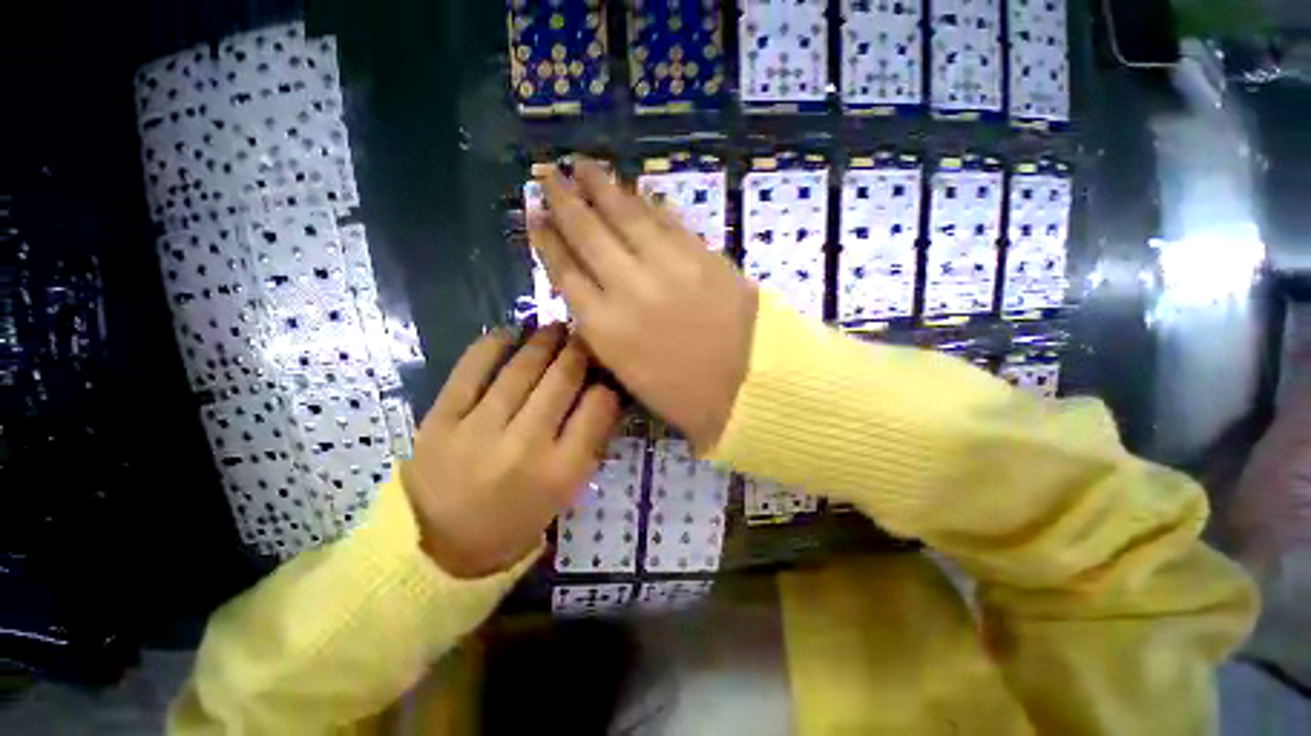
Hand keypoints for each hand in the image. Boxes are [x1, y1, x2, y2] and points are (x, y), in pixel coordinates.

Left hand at [402, 325, 619, 578]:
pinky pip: (471, 370)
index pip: (598, 406)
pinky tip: (510, 333)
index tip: (605, 368)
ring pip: (522, 368)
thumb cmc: (519, 518)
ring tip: (556, 328)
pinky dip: (493, 345)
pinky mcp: (440, 420)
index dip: (607, 380)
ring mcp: (478, 430)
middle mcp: (524, 446)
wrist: (443, 546)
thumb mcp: (568, 489)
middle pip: (562, 379)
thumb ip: (590, 440)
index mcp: (562, 470)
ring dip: (544, 340)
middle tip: (584, 335)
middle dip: (579, 350)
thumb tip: (604, 391)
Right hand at [529, 158, 757, 451]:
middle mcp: (629, 290)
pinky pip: (670, 222)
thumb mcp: (624, 368)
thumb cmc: (679, 392)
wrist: (743, 389)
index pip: (564, 270)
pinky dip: (651, 203)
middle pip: (588, 234)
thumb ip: (598, 325)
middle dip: (564, 200)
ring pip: (628, 217)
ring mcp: (670, 269)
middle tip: (550, 173)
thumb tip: (584, 282)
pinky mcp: (705, 258)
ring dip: (603, 187)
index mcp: (605, 327)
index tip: (532, 215)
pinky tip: (638, 187)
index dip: (545, 240)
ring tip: (585, 165)